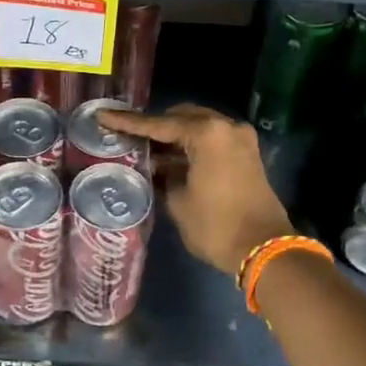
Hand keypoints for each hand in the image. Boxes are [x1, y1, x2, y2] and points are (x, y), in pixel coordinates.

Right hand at [98, 105, 292, 277]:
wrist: (263, 249)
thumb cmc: (215, 226)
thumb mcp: (178, 201)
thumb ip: (161, 176)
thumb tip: (153, 166)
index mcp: (207, 133)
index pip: (158, 124)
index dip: (127, 122)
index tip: (103, 116)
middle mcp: (226, 127)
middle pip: (181, 117)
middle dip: (154, 126)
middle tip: (125, 136)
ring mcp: (239, 140)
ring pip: (197, 128)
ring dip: (172, 138)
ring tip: (142, 149)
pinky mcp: (245, 155)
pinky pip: (210, 141)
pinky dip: (189, 147)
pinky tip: (166, 161)